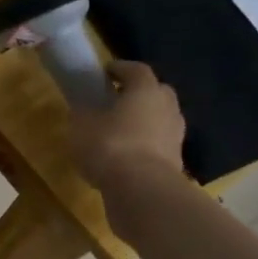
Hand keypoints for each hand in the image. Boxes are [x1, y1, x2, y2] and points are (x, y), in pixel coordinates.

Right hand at [70, 61, 187, 192]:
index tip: (104, 73)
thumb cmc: (109, 146)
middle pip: (155, 92)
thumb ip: (83, 113)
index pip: (136, 69)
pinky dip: (146, 145)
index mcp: (145, 90)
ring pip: (160, 119)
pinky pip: (159, 144)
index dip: (119, 68)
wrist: (142, 190)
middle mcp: (167, 107)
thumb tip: (84, 108)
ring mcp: (175, 135)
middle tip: (115, 101)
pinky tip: (128, 157)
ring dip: (144, 121)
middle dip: (137, 94)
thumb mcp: (81, 126)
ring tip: (121, 132)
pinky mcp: (176, 161)